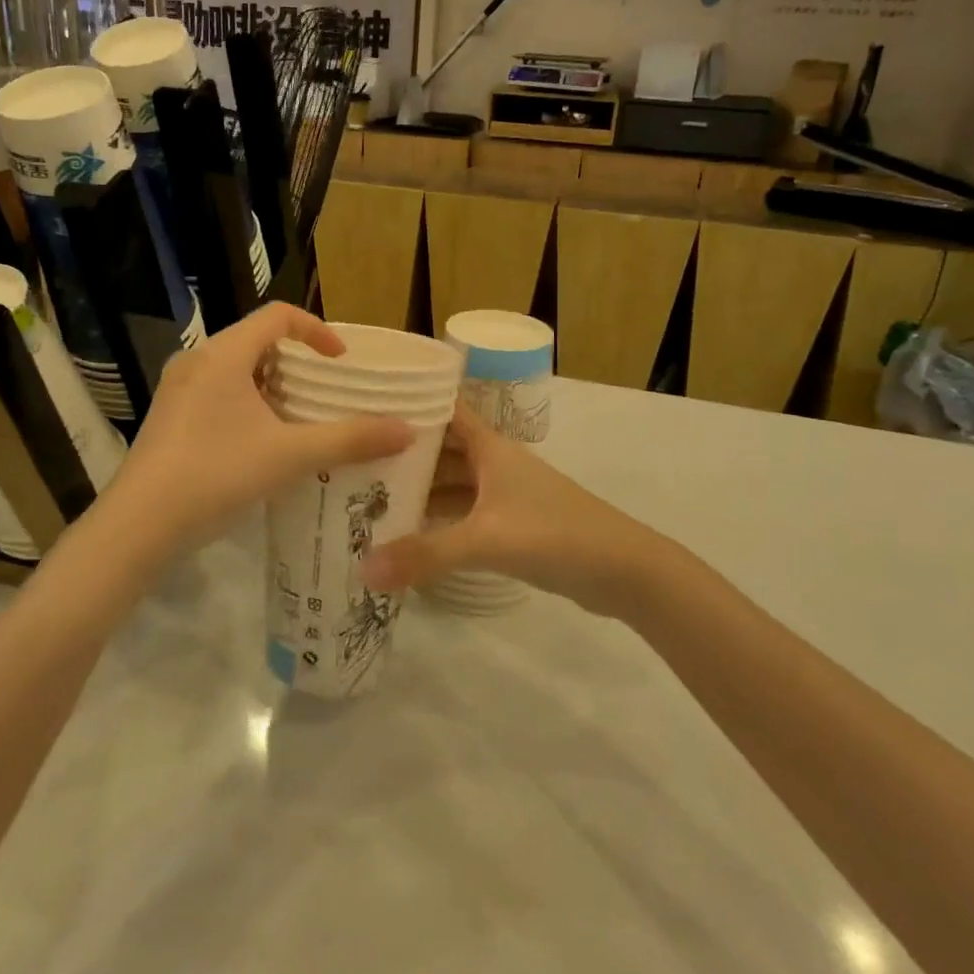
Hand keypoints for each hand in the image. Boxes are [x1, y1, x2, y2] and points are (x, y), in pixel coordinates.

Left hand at [107, 304, 413, 548]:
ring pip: (236, 370)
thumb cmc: (215, 474)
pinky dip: (247, 405)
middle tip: (324, 394)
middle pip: (257, 342)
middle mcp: (197, 361)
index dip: (317, 331)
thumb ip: (350, 439)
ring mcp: (178, 390)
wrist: (137, 525)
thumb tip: (407, 431)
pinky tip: (261, 445)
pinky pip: (217, 393)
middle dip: (296, 364)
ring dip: (272, 387)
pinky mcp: (168, 417)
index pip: (278, 316)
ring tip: (299, 421)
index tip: (340, 363)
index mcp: (224, 354)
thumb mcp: (290, 455)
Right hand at [359, 405, 662, 615]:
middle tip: (351, 462)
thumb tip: (363, 570)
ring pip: (451, 484)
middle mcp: (493, 462)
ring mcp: (503, 494)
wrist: (623, 569)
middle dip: (401, 454)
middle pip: (440, 449)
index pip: (443, 409)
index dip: (409, 402)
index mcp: (489, 446)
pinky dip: (438, 520)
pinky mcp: (511, 524)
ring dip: (418, 490)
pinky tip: (408, 536)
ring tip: (368, 499)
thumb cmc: (554, 534)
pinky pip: (462, 513)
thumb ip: (426, 555)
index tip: (365, 405)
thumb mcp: (486, 540)